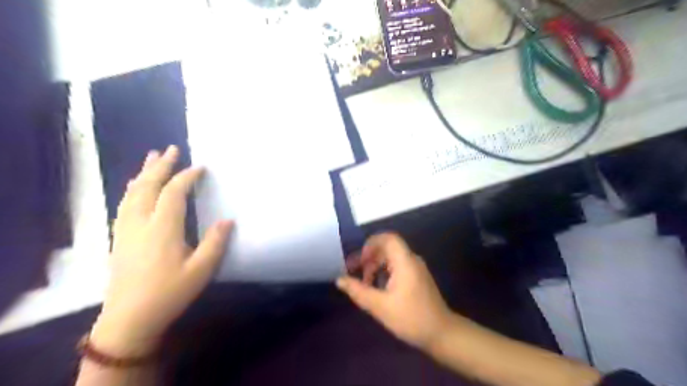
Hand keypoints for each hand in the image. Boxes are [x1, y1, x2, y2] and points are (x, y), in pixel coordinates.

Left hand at [90, 147, 232, 355]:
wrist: (129, 318)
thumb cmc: (169, 293)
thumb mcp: (201, 271)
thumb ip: (215, 243)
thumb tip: (228, 220)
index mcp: (163, 229)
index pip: (173, 194)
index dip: (186, 177)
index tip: (200, 167)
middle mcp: (141, 223)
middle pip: (148, 187)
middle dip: (160, 166)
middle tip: (171, 149)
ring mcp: (126, 230)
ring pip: (132, 193)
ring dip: (144, 173)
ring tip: (152, 158)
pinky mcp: (120, 238)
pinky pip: (124, 204)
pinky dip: (132, 189)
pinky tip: (136, 187)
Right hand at [337, 234, 454, 350]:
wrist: (441, 333)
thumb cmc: (410, 318)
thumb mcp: (380, 306)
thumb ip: (358, 291)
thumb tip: (339, 279)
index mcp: (405, 261)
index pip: (388, 238)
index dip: (371, 244)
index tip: (359, 260)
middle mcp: (412, 260)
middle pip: (388, 247)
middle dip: (370, 256)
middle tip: (356, 272)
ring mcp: (417, 268)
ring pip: (392, 257)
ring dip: (376, 265)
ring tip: (366, 282)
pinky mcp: (418, 277)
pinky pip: (398, 265)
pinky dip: (385, 271)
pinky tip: (378, 287)